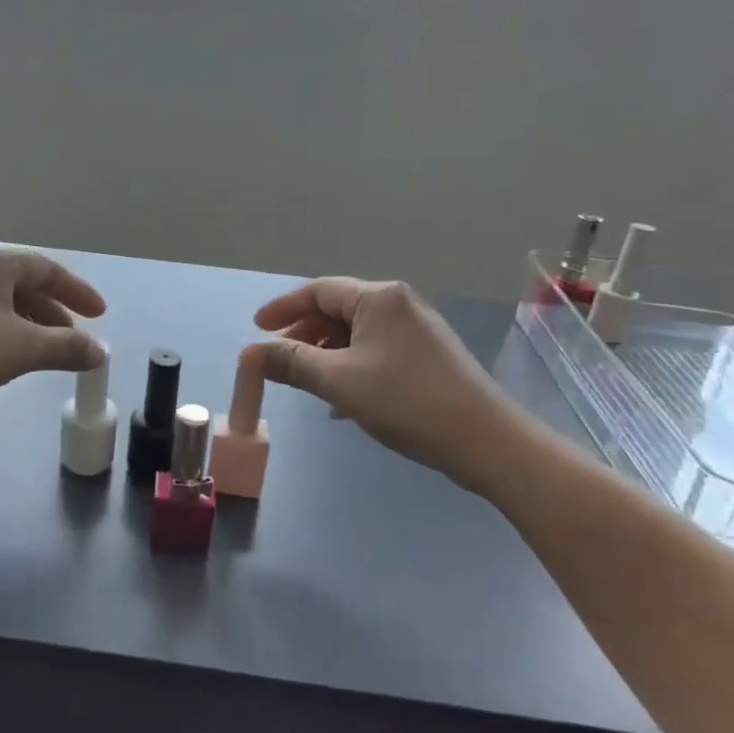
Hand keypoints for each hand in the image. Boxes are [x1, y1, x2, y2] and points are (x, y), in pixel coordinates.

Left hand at [0, 243, 105, 419]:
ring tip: (38, 349)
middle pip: (19, 281)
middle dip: (50, 311)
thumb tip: (100, 353)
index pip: (46, 269)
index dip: (77, 292)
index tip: (99, 315)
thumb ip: (66, 348)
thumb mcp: (20, 350)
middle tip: (71, 338)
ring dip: (23, 320)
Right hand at [243, 278, 526, 494]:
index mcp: (378, 298)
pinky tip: (342, 400)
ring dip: (326, 354)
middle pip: (337, 310)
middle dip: (304, 334)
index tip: (257, 329)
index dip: (283, 308)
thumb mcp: (338, 381)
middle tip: (277, 360)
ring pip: (356, 333)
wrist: (485, 441)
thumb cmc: (406, 401)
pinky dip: (351, 366)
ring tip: (306, 382)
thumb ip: (291, 363)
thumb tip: (248, 353)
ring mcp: (417, 330)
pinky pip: (376, 350)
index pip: (318, 291)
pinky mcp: (428, 356)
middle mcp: (398, 304)